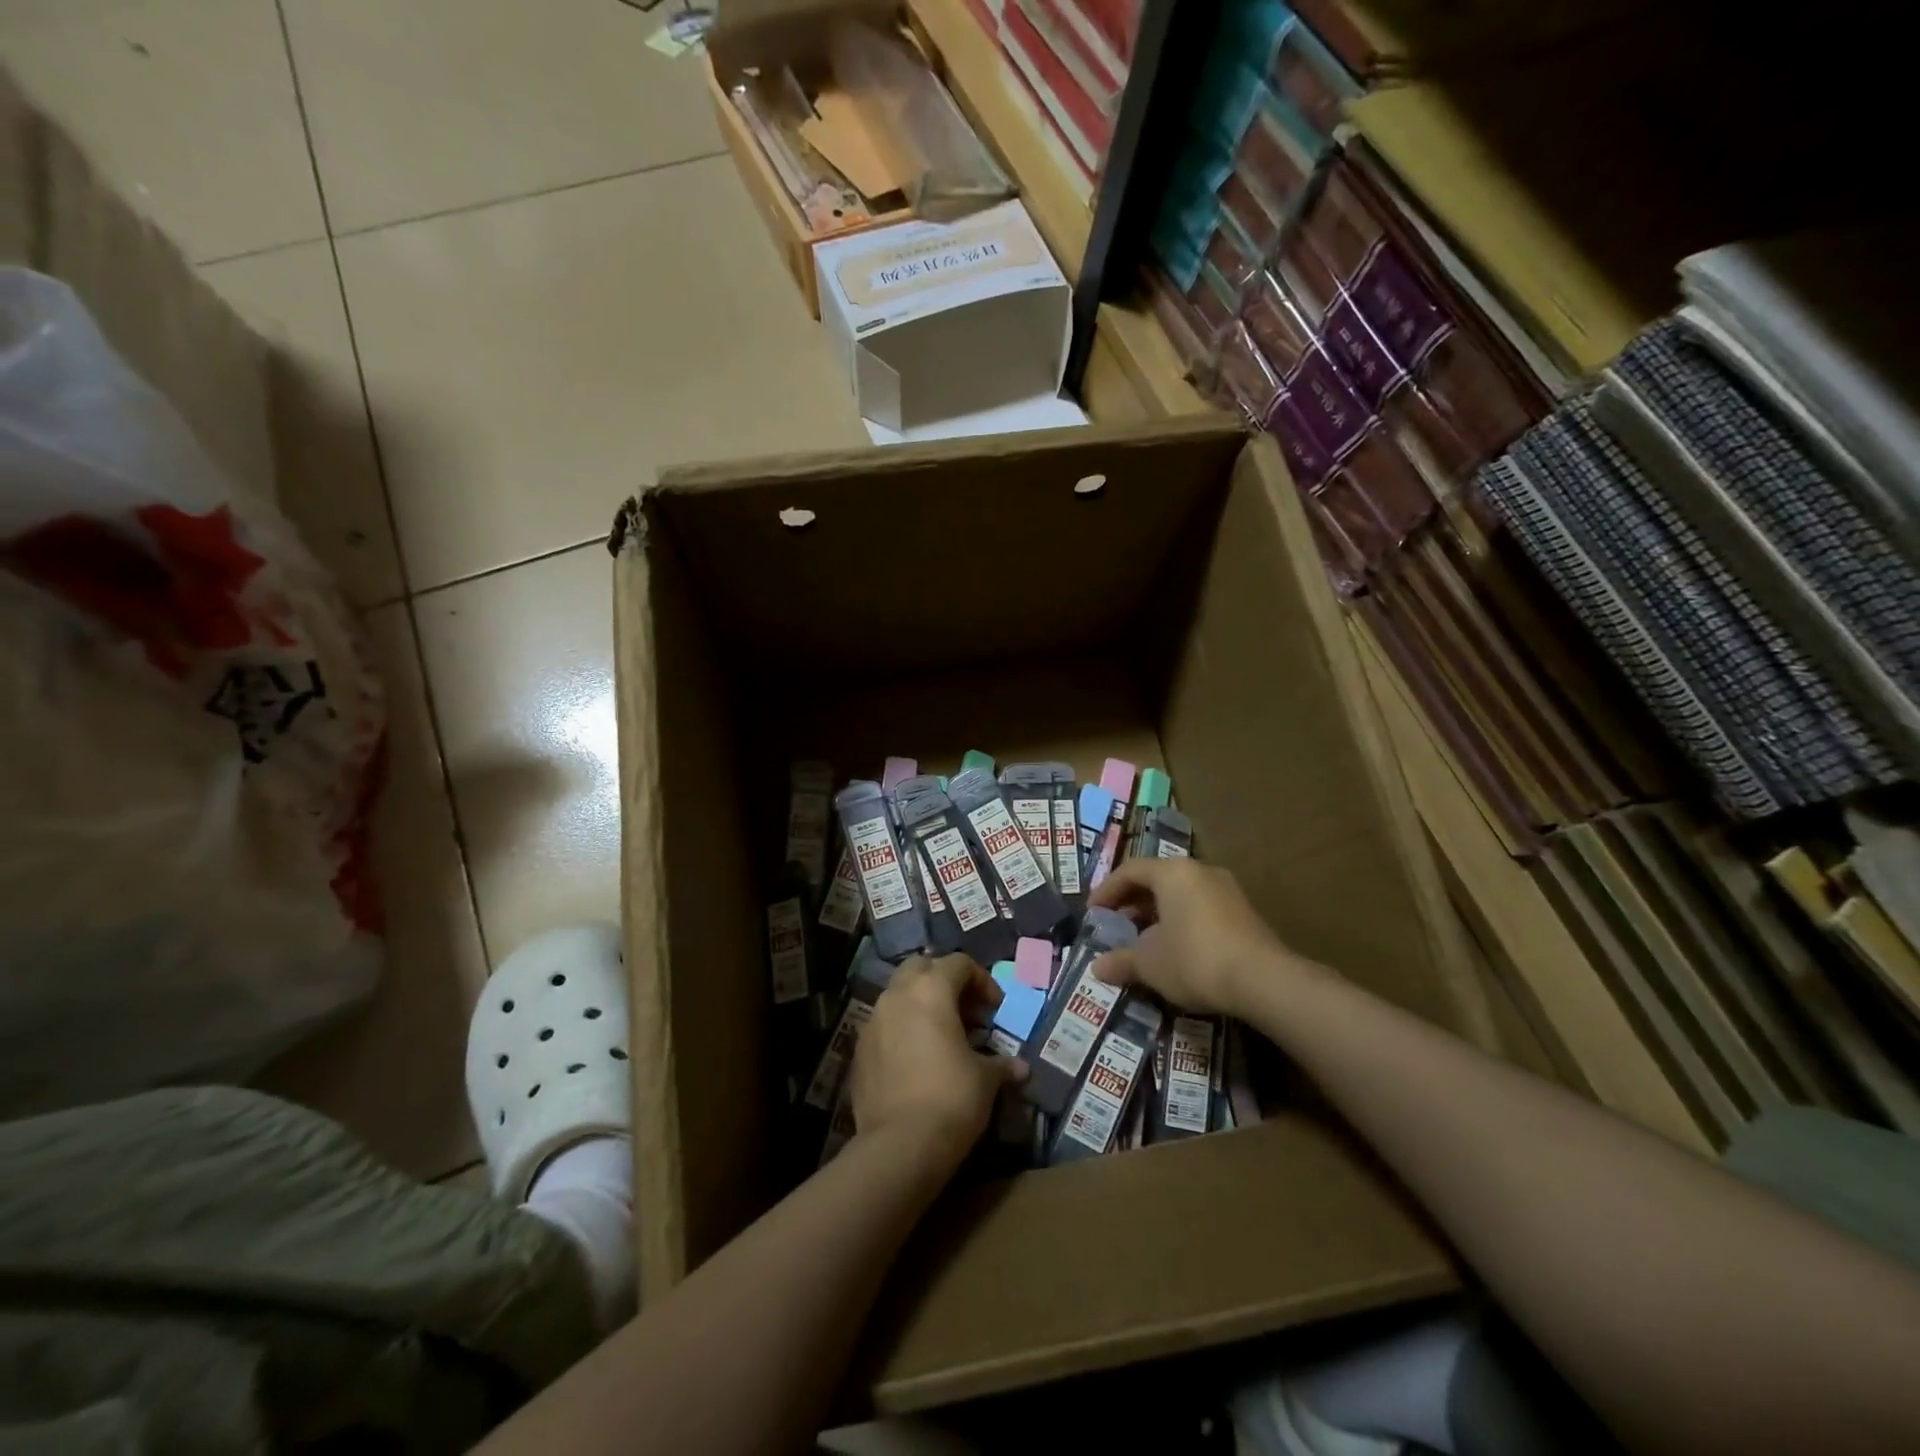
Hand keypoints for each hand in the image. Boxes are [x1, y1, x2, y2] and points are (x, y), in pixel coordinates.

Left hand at [850, 954, 1026, 1169]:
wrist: (899, 1146)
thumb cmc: (951, 1099)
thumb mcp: (985, 1079)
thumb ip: (1001, 1064)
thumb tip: (1020, 1068)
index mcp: (931, 990)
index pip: (959, 963)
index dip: (982, 981)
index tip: (995, 1009)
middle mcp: (897, 995)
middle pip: (921, 967)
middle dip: (944, 981)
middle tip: (965, 1011)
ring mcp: (873, 1021)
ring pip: (898, 995)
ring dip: (921, 1005)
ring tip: (942, 1035)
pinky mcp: (859, 1050)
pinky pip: (884, 1026)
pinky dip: (902, 1030)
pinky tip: (917, 1059)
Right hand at [1088, 857, 1298, 1014]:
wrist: (1264, 981)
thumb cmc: (1194, 959)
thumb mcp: (1149, 963)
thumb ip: (1121, 961)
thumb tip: (1097, 967)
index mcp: (1172, 872)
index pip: (1130, 871)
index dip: (1106, 890)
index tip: (1093, 913)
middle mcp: (1200, 871)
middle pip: (1157, 879)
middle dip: (1132, 903)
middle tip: (1116, 925)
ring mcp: (1227, 890)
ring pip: (1181, 895)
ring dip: (1158, 914)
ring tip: (1144, 940)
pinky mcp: (1245, 913)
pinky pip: (1201, 909)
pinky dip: (1181, 923)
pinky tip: (1176, 951)